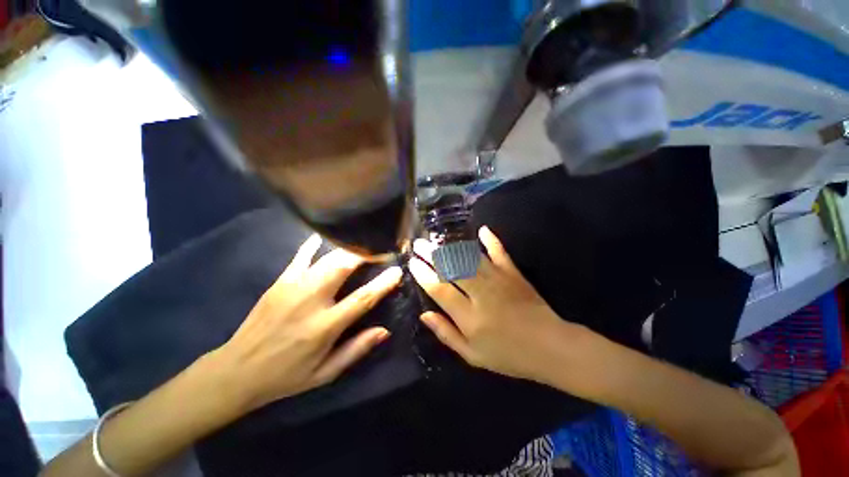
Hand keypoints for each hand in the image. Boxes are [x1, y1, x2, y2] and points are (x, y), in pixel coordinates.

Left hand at [211, 234, 401, 411]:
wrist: (236, 371)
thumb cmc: (286, 376)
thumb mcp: (325, 373)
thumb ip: (356, 350)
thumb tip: (384, 330)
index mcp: (324, 326)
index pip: (362, 299)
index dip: (383, 283)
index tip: (398, 270)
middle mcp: (310, 301)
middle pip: (344, 267)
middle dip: (365, 254)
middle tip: (381, 248)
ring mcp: (293, 287)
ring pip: (327, 259)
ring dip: (348, 249)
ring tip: (363, 243)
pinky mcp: (280, 282)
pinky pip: (300, 256)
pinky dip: (313, 244)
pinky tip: (324, 234)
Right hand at [409, 226, 584, 383]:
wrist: (549, 347)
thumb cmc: (508, 355)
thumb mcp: (473, 356)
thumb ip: (446, 334)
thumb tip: (424, 315)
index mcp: (469, 316)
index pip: (439, 289)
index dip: (423, 275)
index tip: (412, 263)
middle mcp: (480, 293)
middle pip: (451, 268)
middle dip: (431, 254)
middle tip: (419, 244)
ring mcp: (498, 280)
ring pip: (469, 258)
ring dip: (451, 246)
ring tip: (436, 238)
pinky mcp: (513, 273)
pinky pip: (500, 252)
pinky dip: (491, 240)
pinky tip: (482, 229)